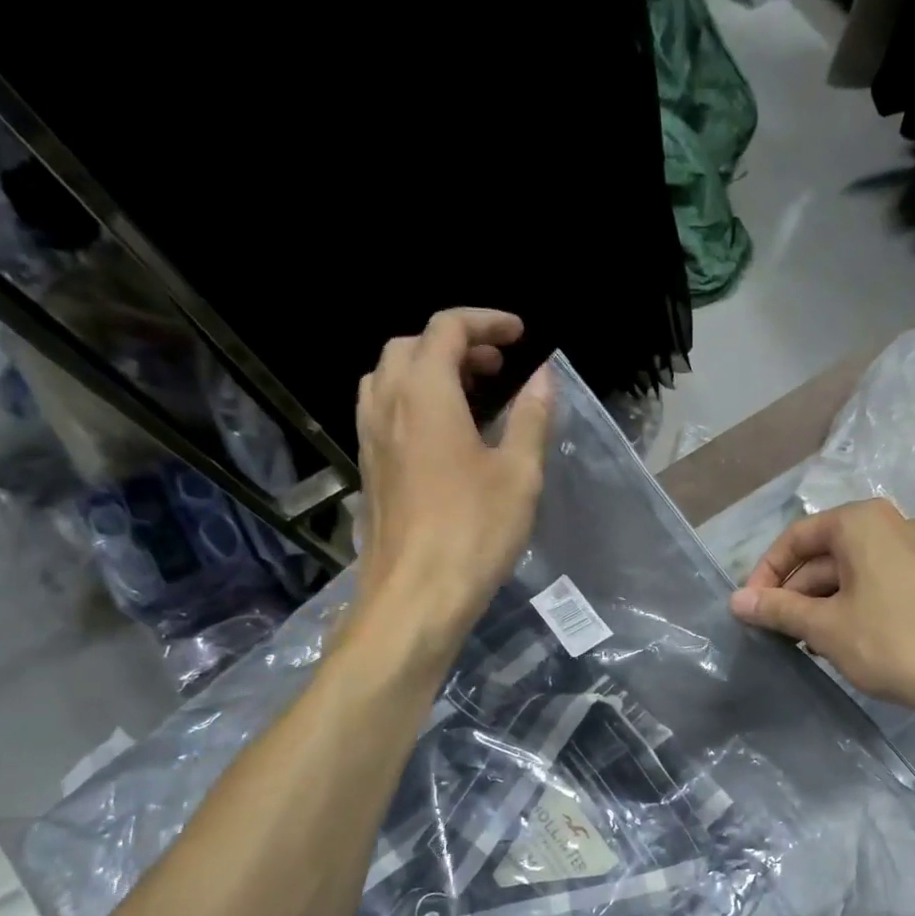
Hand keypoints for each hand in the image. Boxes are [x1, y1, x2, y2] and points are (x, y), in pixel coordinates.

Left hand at [352, 308, 551, 643]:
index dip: (486, 321)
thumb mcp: (519, 474)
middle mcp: (388, 404)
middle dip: (455, 343)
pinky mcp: (369, 468)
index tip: (520, 334)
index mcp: (425, 393)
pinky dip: (413, 400)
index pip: (447, 329)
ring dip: (428, 369)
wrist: (416, 594)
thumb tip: (544, 376)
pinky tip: (443, 434)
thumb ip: (531, 417)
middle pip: (410, 345)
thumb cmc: (475, 531)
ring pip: (390, 376)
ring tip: (469, 393)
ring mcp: (370, 436)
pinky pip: (384, 410)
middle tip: (497, 366)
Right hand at [729, 498, 914, 718]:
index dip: (767, 573)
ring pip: (855, 571)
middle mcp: (894, 523)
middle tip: (775, 630)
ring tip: (806, 642)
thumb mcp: (825, 626)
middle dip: (796, 591)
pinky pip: (882, 583)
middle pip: (827, 553)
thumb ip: (778, 609)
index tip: (751, 608)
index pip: (797, 537)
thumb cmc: (891, 641)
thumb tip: (736, 601)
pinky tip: (846, 640)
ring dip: (823, 602)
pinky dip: (855, 605)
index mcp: (862, 521)